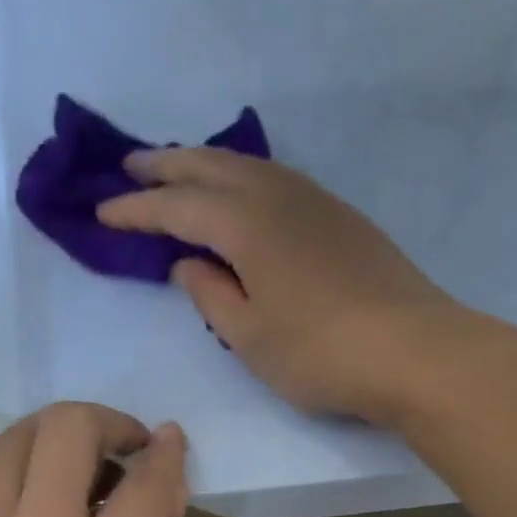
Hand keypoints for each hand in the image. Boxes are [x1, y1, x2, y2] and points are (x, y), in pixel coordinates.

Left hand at [0, 403, 186, 516]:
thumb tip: (162, 498)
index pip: (146, 480)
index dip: (168, 453)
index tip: (172, 442)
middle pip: (66, 430)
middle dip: (106, 420)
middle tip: (126, 444)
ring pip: (13, 444)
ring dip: (54, 434)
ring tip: (79, 460)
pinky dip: (24, 483)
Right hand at [99, 148, 467, 425]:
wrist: (415, 350)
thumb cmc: (320, 353)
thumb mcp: (250, 337)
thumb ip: (211, 296)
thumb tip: (188, 264)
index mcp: (245, 224)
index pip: (176, 208)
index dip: (136, 210)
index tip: (101, 213)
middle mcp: (278, 196)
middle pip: (211, 168)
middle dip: (166, 166)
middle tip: (130, 166)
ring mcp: (316, 202)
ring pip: (249, 166)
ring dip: (207, 163)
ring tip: (180, 171)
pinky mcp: (343, 218)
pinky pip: (278, 180)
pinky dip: (245, 177)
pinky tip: (244, 193)